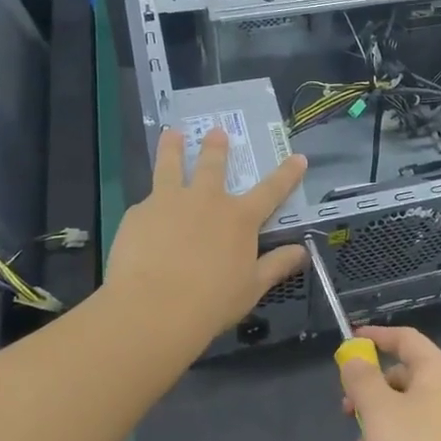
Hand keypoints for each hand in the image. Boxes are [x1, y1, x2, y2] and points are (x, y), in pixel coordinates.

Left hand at [105, 127, 306, 345]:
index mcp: (239, 218)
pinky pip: (146, 204)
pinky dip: (149, 205)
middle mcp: (206, 200)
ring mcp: (169, 202)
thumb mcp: (252, 287)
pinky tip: (143, 216)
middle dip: (217, 147)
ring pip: (171, 166)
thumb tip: (303, 252)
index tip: (298, 157)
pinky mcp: (138, 214)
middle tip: (217, 132)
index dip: (287, 174)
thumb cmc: (211, 302)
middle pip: (213, 165)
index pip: (272, 190)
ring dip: (173, 148)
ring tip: (172, 134)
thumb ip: (276, 265)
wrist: (153, 308)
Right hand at [339, 324, 440, 440]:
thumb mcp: (380, 413)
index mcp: (438, 373)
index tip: (350, 341)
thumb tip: (354, 357)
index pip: (406, 339)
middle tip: (346, 413)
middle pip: (403, 383)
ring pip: (406, 424)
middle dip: (370, 401)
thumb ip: (362, 380)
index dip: (376, 337)